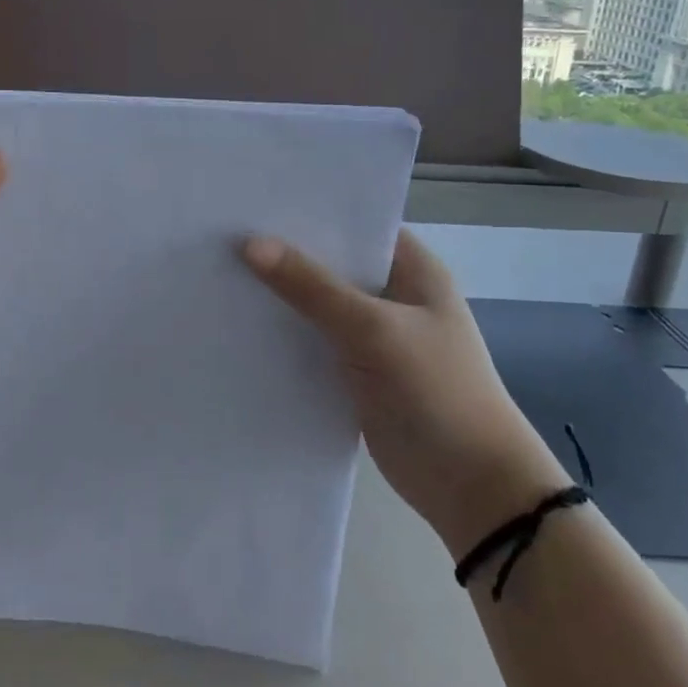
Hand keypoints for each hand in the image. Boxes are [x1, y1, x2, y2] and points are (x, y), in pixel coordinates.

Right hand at [242, 229, 568, 552]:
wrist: (470, 486)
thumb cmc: (435, 391)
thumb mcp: (373, 330)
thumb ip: (312, 287)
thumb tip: (249, 244)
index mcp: (411, 268)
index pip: (354, 224)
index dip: (308, 211)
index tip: (253, 200)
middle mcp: (392, 294)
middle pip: (330, 263)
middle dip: (284, 253)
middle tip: (221, 233)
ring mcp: (373, 335)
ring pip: (317, 304)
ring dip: (280, 295)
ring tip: (217, 272)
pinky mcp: (355, 371)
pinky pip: (312, 341)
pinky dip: (284, 334)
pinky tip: (239, 324)